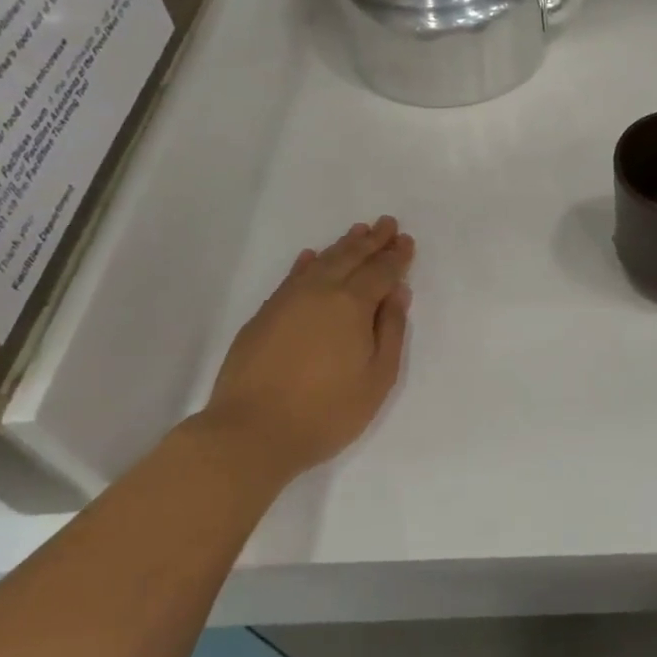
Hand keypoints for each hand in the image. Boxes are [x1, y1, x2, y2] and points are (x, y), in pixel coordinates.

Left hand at [195, 217, 414, 486]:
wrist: (250, 433)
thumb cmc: (326, 411)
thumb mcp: (377, 377)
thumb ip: (391, 330)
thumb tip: (398, 292)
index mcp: (353, 304)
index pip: (381, 271)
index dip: (396, 256)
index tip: (406, 241)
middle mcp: (320, 292)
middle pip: (351, 258)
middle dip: (372, 240)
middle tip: (387, 223)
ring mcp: (287, 301)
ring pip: (321, 262)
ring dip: (342, 246)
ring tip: (358, 231)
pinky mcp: (264, 316)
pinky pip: (291, 277)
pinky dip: (306, 263)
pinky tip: (310, 257)